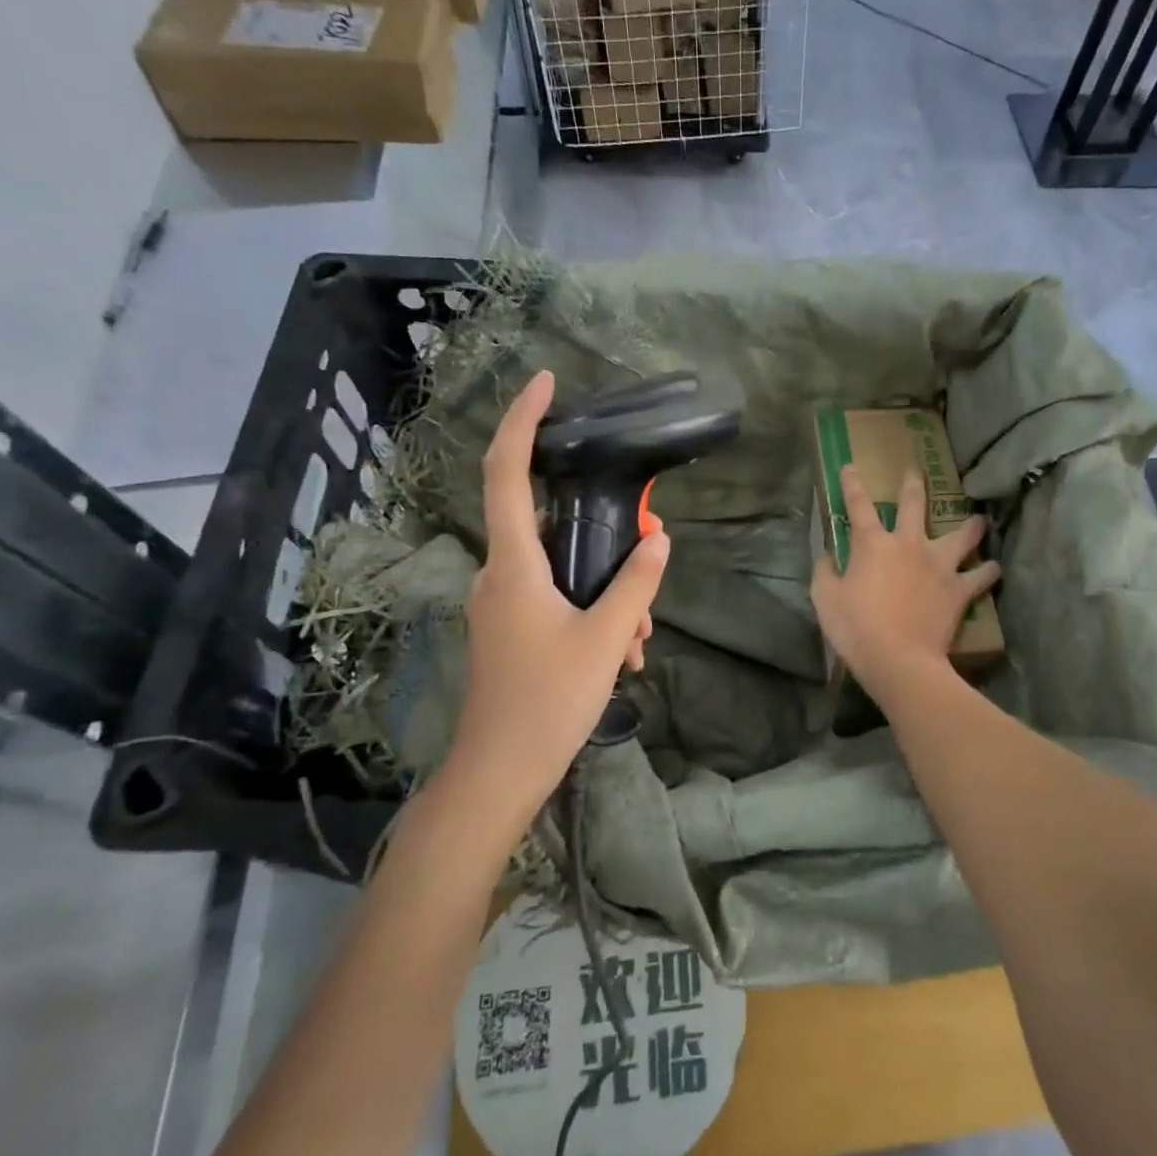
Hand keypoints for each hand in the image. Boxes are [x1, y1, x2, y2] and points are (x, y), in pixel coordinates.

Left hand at [442, 372, 666, 817]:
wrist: (500, 772)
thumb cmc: (549, 702)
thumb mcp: (605, 640)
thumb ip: (635, 585)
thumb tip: (658, 540)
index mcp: (513, 565)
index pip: (506, 473)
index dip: (521, 421)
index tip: (544, 383)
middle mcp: (498, 574)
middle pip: (548, 523)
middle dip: (602, 532)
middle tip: (646, 546)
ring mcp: (501, 603)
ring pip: (560, 568)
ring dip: (606, 587)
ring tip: (639, 635)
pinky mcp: (509, 627)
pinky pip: (554, 597)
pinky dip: (590, 609)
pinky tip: (623, 650)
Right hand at [810, 465, 1000, 702]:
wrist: (899, 659)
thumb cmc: (856, 628)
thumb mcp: (825, 599)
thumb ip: (825, 571)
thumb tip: (828, 556)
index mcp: (872, 544)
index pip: (859, 505)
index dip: (853, 484)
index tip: (851, 467)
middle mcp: (908, 544)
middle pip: (913, 505)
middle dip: (913, 486)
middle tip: (916, 471)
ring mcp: (938, 565)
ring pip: (961, 535)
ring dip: (970, 525)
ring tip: (978, 519)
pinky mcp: (958, 590)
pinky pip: (980, 576)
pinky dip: (988, 571)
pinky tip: (994, 567)